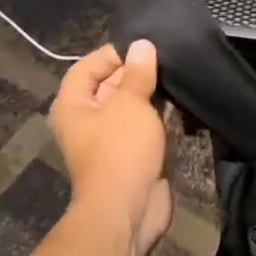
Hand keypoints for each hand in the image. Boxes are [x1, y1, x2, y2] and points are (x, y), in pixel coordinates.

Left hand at [48, 41, 172, 255]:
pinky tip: (182, 103)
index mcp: (73, 105)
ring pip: (132, 106)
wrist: (127, 210)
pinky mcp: (132, 154)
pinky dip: (160, 116)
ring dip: (153, 95)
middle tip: (170, 58)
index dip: (115, 54)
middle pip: (111, 85)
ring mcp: (110, 138)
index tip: (146, 48)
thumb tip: (142, 45)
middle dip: (138, 72)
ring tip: (179, 77)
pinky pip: (145, 126)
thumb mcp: (130, 104)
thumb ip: (138, 73)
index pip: (88, 66)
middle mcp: (87, 120)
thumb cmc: (120, 151)